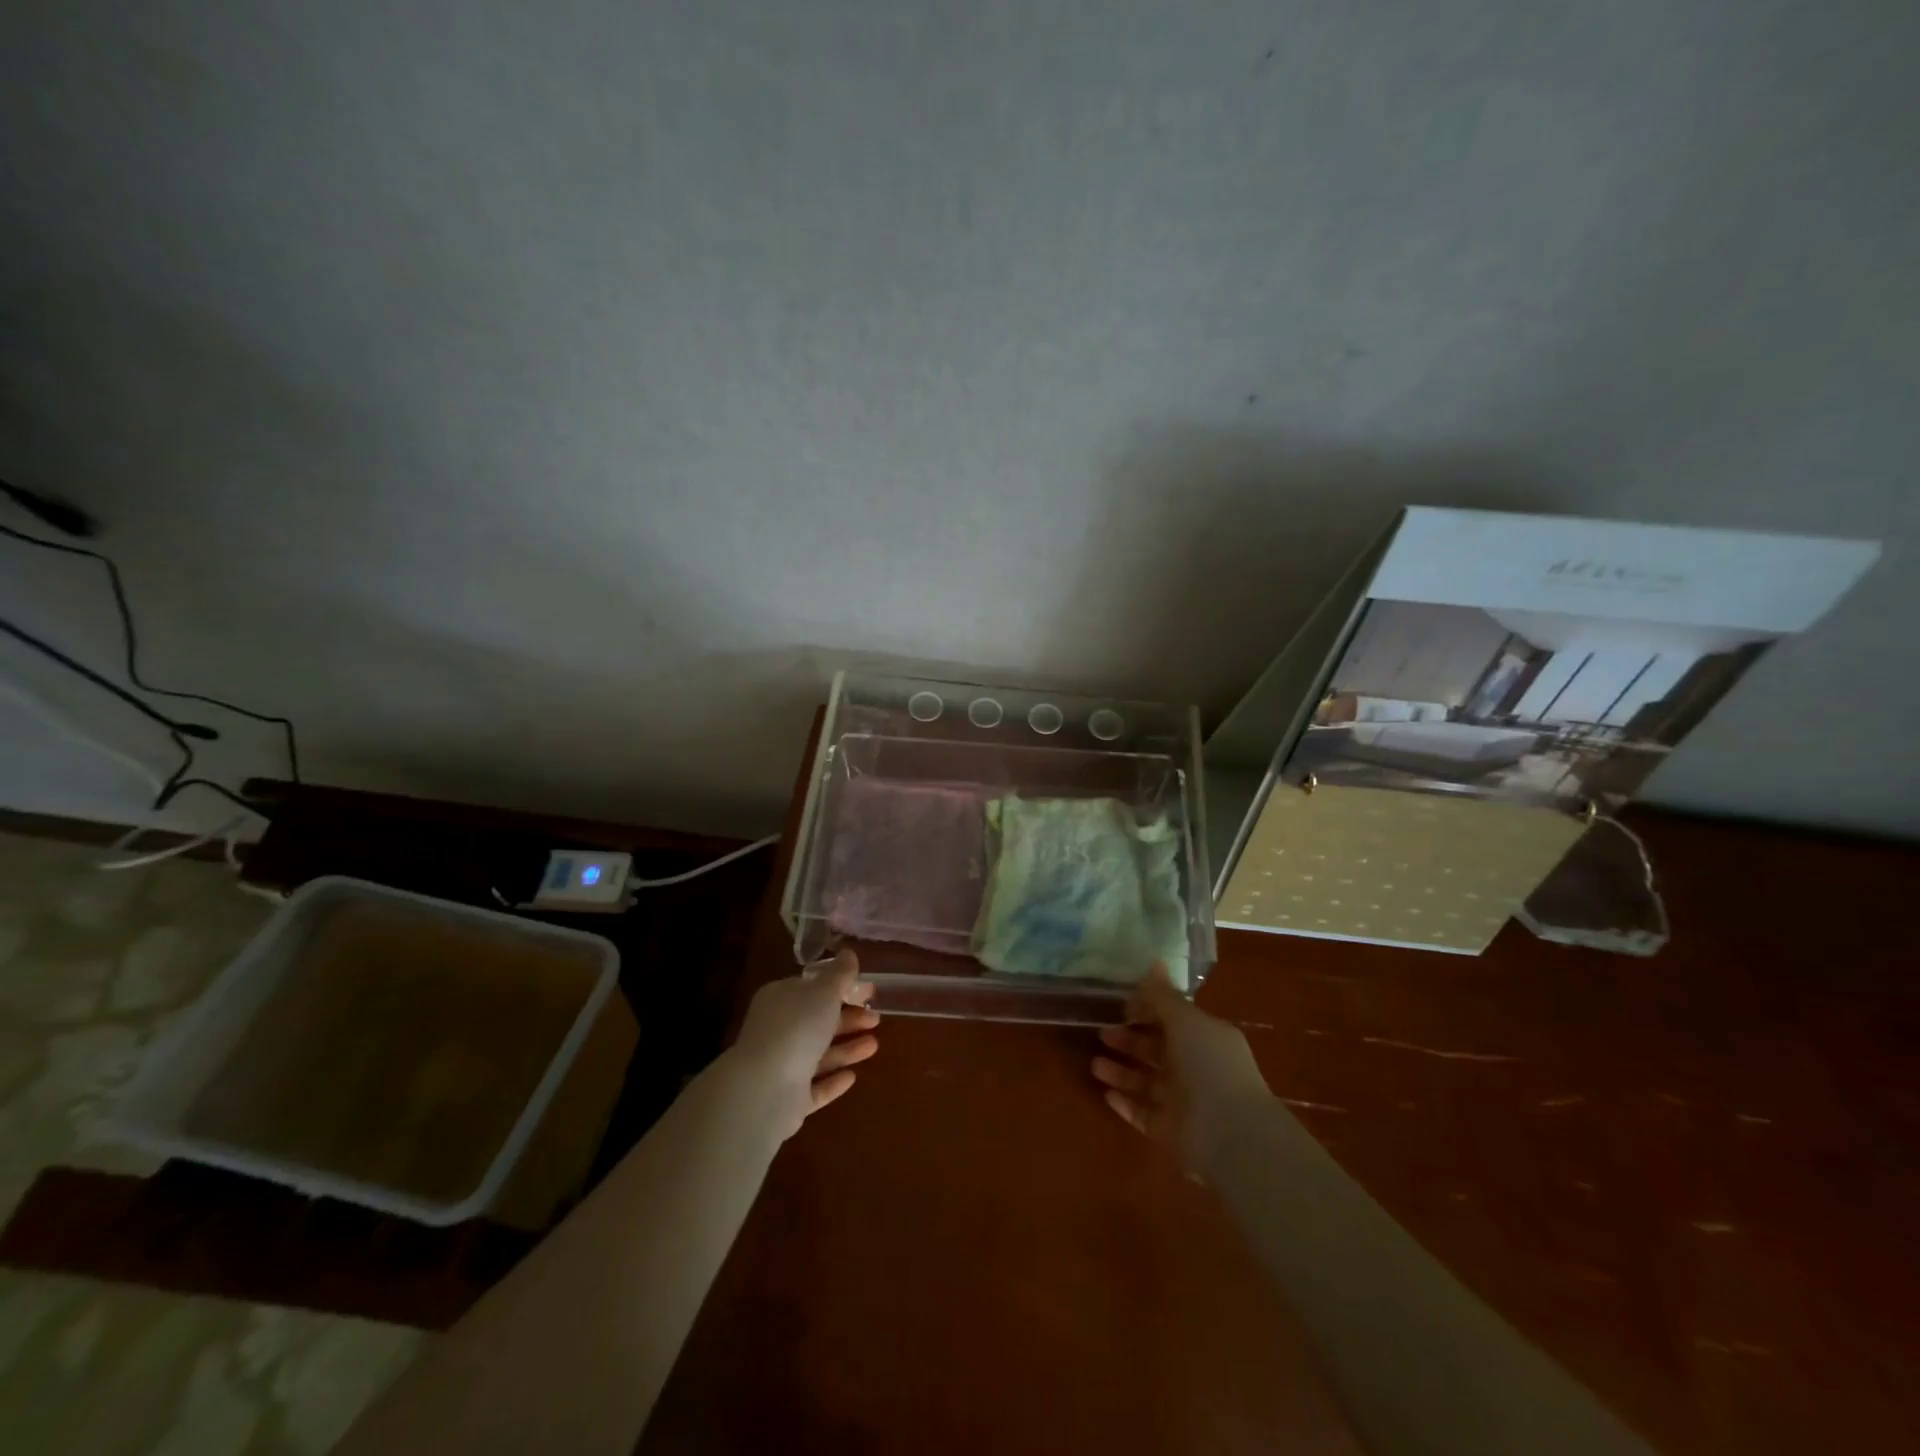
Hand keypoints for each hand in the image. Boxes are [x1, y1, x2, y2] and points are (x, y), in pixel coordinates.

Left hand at [732, 949, 879, 1139]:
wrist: (764, 1089)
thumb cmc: (797, 1028)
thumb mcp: (824, 992)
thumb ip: (840, 975)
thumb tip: (849, 953)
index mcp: (781, 999)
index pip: (813, 988)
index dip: (842, 987)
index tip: (869, 991)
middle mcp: (778, 1030)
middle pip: (818, 1021)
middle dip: (849, 1018)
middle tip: (877, 1018)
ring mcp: (781, 1065)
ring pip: (819, 1053)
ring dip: (846, 1048)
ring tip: (874, 1045)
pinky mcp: (787, 1099)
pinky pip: (814, 1086)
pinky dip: (832, 1080)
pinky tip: (853, 1077)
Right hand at [1091, 962, 1270, 1176]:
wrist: (1231, 1136)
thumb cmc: (1209, 1066)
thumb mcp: (1186, 1021)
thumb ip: (1164, 996)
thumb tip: (1154, 961)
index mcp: (1205, 1038)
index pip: (1173, 1019)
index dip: (1148, 1011)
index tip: (1120, 1005)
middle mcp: (1196, 1068)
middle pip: (1157, 1050)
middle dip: (1130, 1040)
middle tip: (1102, 1033)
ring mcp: (1184, 1103)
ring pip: (1147, 1083)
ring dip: (1122, 1072)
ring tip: (1094, 1065)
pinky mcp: (1171, 1132)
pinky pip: (1144, 1114)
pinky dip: (1126, 1104)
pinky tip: (1105, 1094)